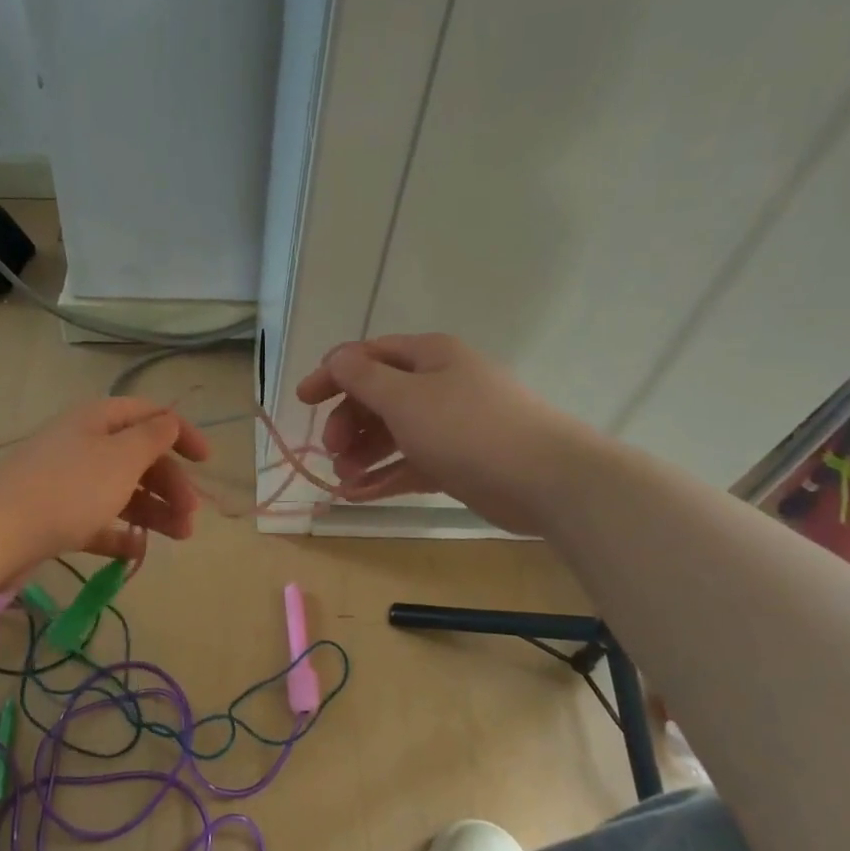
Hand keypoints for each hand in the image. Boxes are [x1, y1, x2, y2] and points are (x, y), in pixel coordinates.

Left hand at [0, 398, 210, 566]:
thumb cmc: (68, 488)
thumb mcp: (121, 457)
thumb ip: (152, 437)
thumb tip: (170, 419)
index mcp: (98, 420)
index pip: (149, 415)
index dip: (182, 433)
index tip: (207, 462)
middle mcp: (83, 445)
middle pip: (138, 457)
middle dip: (171, 484)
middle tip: (191, 517)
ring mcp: (67, 482)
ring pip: (121, 491)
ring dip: (154, 511)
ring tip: (178, 538)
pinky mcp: (54, 517)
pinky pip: (97, 521)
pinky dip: (119, 533)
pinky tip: (137, 551)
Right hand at [295, 333, 575, 534]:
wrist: (546, 479)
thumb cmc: (467, 428)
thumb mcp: (405, 398)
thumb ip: (363, 378)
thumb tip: (337, 358)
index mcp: (428, 357)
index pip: (369, 356)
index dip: (332, 374)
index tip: (303, 401)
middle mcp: (439, 384)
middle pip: (378, 396)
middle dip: (349, 422)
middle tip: (332, 450)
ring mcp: (450, 424)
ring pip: (393, 433)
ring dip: (363, 453)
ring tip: (343, 478)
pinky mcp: (458, 461)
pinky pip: (410, 463)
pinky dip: (384, 476)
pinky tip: (357, 494)